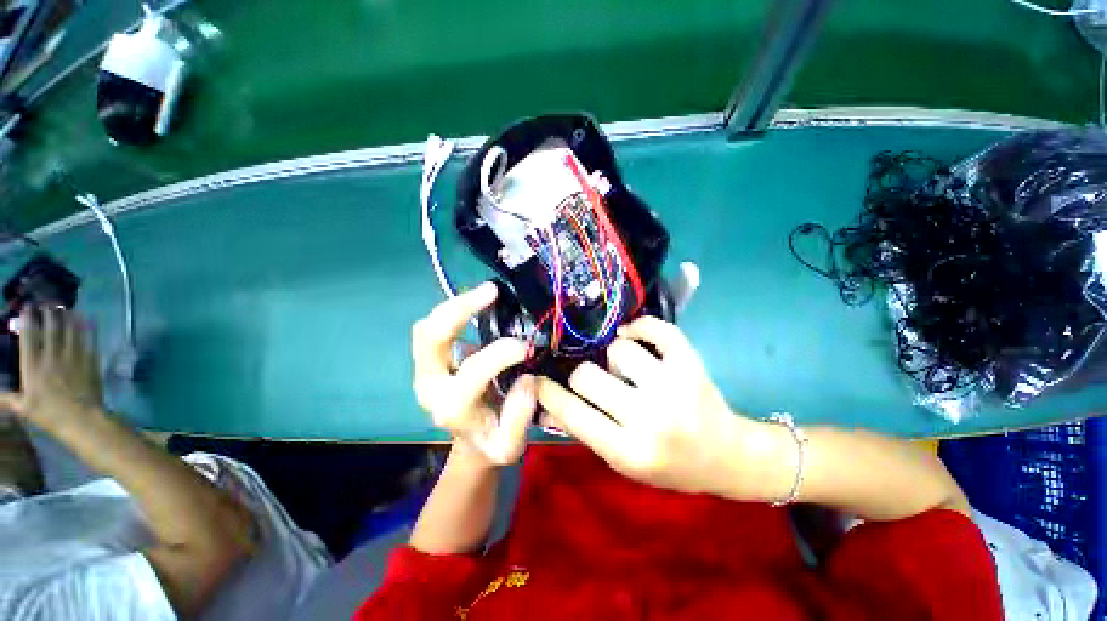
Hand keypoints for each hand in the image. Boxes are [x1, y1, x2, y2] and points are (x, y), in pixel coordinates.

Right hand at [0, 307, 103, 430]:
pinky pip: (88, 339)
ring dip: (68, 317)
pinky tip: (86, 319)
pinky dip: (87, 327)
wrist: (81, 420)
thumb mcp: (22, 407)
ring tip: (65, 308)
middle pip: (51, 329)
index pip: (28, 336)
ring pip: (70, 330)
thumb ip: (6, 397)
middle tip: (48, 304)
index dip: (28, 319)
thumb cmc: (49, 415)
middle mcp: (52, 357)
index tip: (28, 308)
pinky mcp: (89, 361)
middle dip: (49, 314)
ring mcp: (73, 358)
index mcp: (33, 366)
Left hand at [412, 282, 536, 466]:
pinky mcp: (431, 360)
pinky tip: (478, 303)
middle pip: (430, 337)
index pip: (474, 370)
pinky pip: (434, 327)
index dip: (502, 353)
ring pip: (426, 327)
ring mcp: (426, 370)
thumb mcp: (510, 445)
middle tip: (492, 290)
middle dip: (460, 309)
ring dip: (456, 305)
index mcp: (452, 407)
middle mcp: (430, 386)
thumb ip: (520, 415)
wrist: (471, 444)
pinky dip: (454, 311)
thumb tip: (528, 378)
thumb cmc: (492, 443)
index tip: (528, 346)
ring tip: (488, 292)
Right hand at [536, 316, 750, 495]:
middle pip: (588, 374)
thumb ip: (585, 431)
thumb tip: (545, 403)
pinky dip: (639, 326)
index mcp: (628, 450)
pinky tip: (632, 334)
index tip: (536, 380)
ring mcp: (673, 386)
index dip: (547, 392)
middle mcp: (649, 417)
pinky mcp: (691, 363)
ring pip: (618, 348)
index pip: (572, 413)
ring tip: (625, 368)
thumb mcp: (622, 461)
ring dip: (614, 356)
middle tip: (593, 379)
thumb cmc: (669, 465)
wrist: (725, 456)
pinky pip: (656, 328)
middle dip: (583, 375)